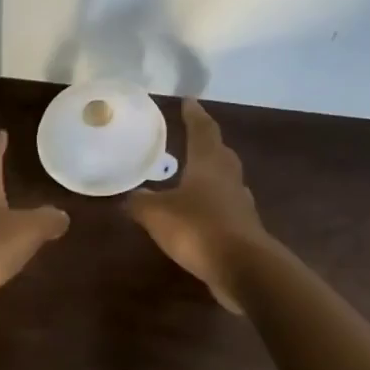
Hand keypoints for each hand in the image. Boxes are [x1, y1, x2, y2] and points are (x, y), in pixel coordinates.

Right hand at [126, 99, 266, 312]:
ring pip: (225, 181)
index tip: (189, 101)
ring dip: (211, 175)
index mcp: (208, 164)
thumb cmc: (197, 228)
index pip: (202, 131)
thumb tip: (127, 197)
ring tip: (192, 176)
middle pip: (220, 153)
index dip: (194, 116)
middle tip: (193, 137)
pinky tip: (199, 215)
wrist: (242, 267)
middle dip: (207, 143)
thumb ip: (140, 203)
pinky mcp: (242, 229)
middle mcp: (228, 179)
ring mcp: (239, 205)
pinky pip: (224, 208)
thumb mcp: (157, 214)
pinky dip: (211, 205)